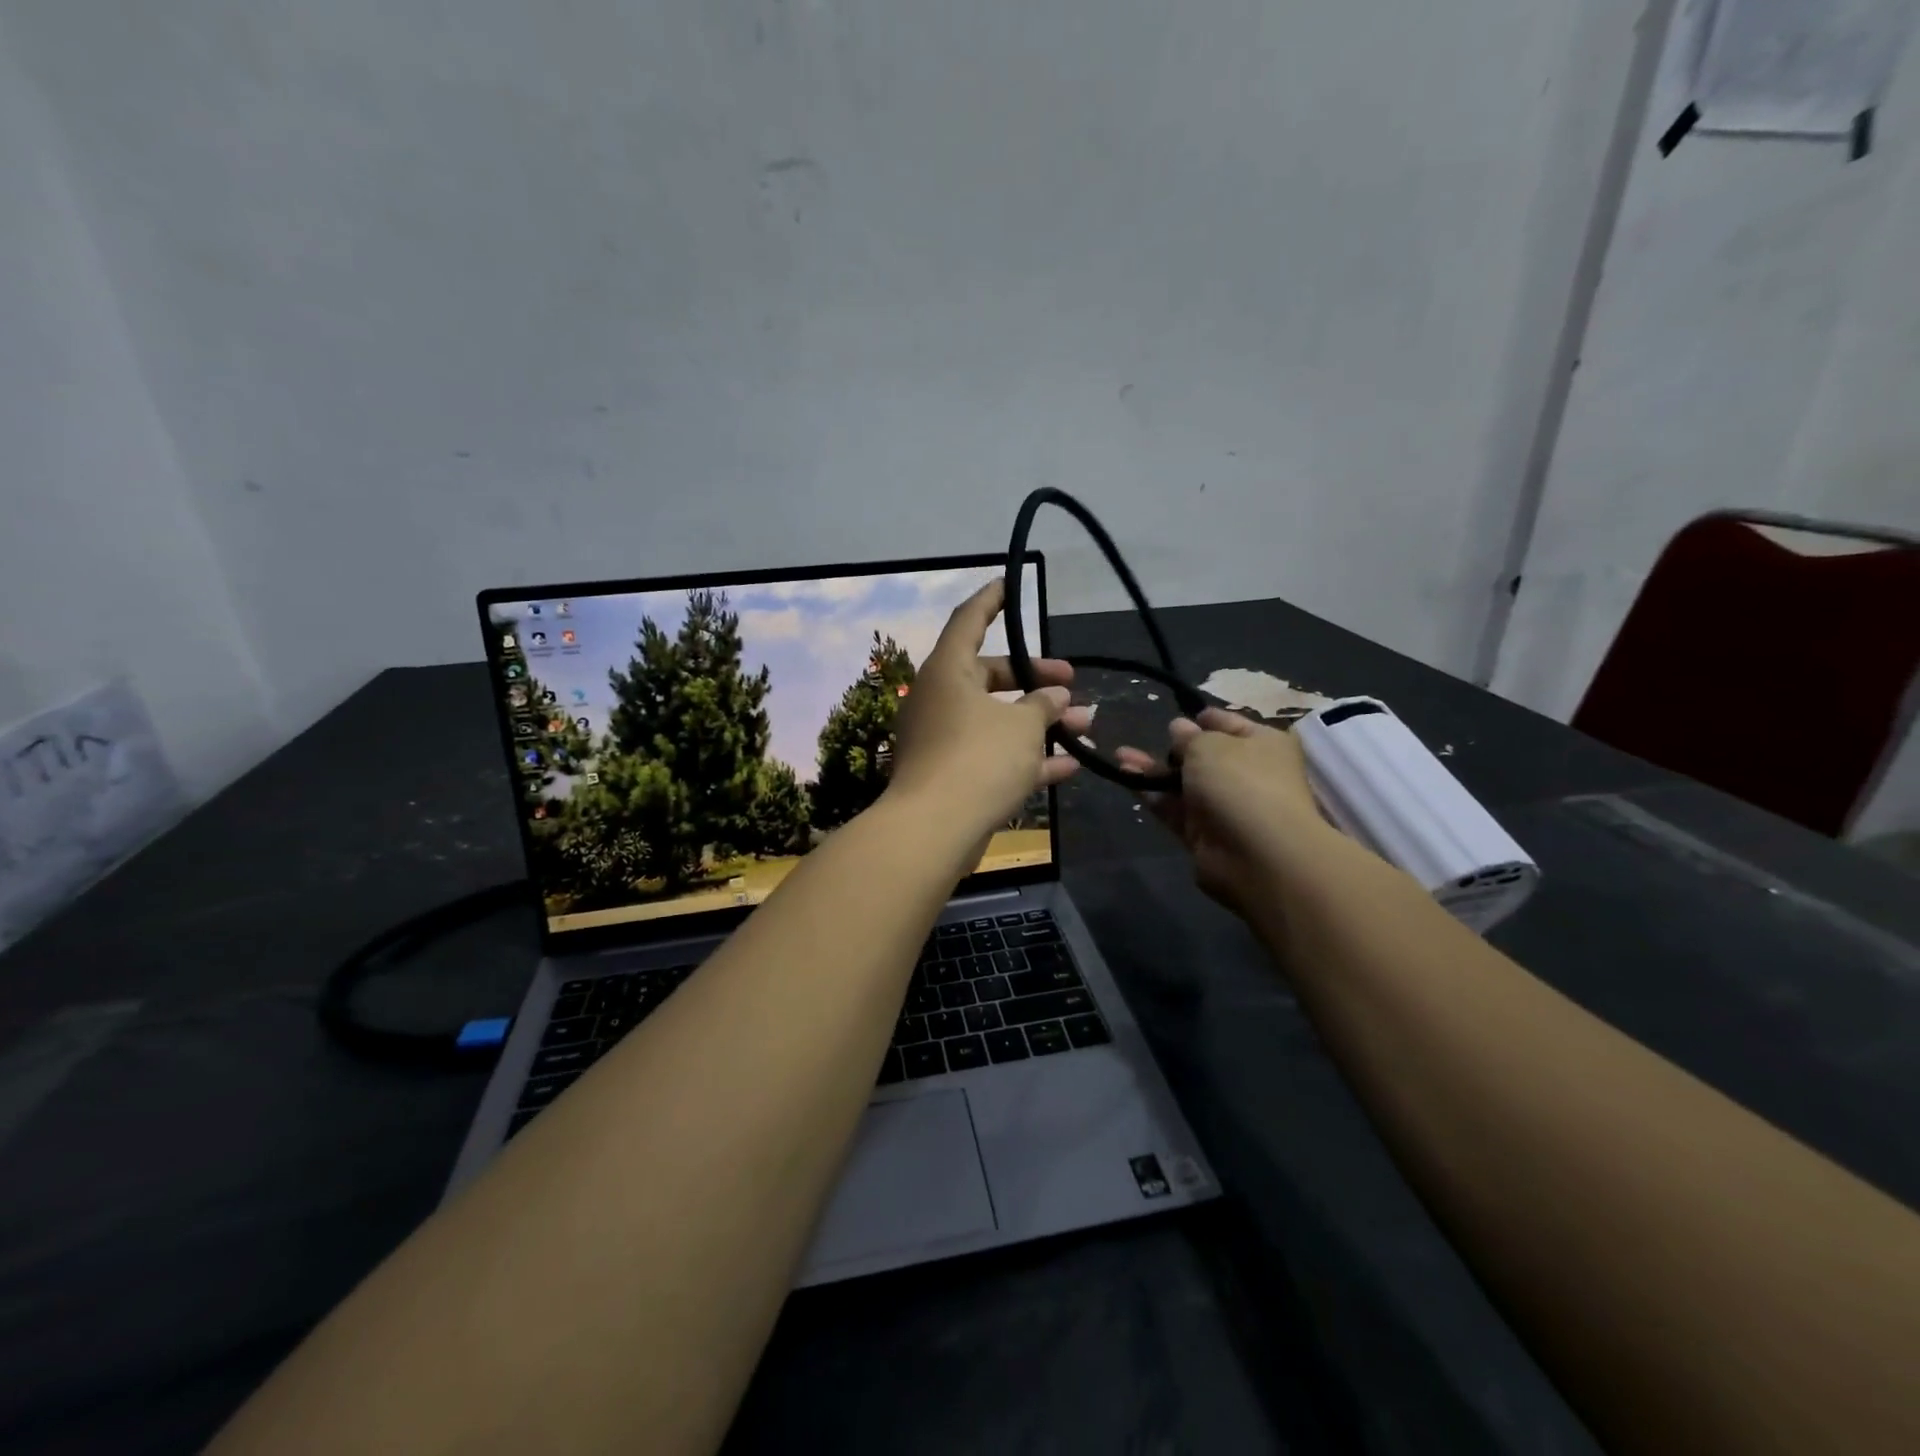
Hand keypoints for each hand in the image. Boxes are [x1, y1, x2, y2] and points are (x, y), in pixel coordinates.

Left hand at [888, 579, 1090, 837]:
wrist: (934, 830)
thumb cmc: (979, 759)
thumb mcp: (1022, 725)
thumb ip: (1044, 705)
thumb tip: (1057, 697)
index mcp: (948, 671)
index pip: (969, 619)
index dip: (992, 600)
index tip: (1010, 583)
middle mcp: (940, 699)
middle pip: (989, 674)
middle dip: (1034, 678)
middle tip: (1071, 684)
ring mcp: (943, 739)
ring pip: (997, 719)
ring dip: (1039, 722)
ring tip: (1085, 725)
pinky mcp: (951, 775)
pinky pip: (993, 756)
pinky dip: (1026, 758)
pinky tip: (1069, 766)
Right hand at [1117, 708, 1332, 914]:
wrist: (1257, 856)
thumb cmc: (1240, 782)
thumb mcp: (1209, 745)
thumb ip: (1188, 736)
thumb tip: (1179, 728)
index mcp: (1263, 744)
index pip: (1230, 723)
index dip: (1203, 718)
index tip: (1176, 713)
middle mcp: (1247, 773)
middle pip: (1205, 756)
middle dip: (1174, 746)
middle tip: (1144, 735)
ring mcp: (1225, 806)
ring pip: (1184, 782)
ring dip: (1153, 769)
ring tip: (1120, 755)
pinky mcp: (1203, 834)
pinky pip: (1174, 808)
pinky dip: (1151, 794)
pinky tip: (1125, 776)